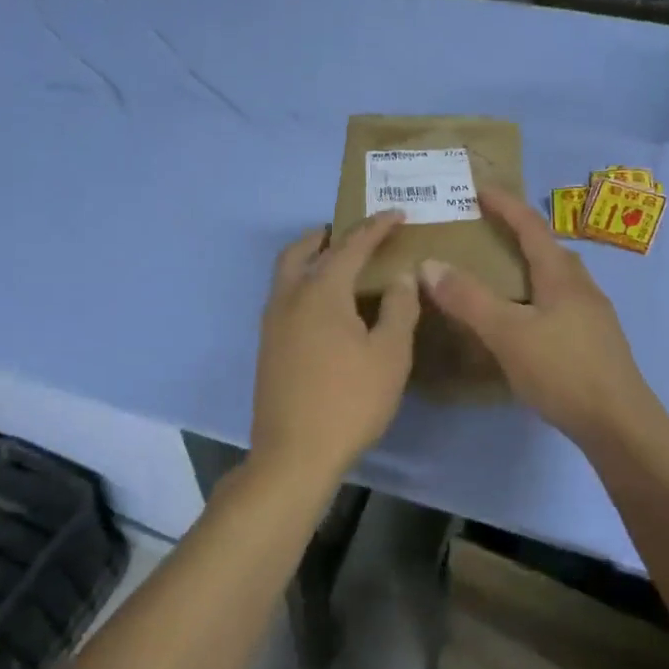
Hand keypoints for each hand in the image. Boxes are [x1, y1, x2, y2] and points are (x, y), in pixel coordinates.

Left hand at [251, 212, 419, 481]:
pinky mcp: (267, 348)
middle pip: (301, 251)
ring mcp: (272, 324)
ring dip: (310, 259)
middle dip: (327, 236)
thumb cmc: (350, 401)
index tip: (396, 215)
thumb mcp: (390, 355)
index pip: (351, 246)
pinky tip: (324, 308)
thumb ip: (399, 308)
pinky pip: (284, 298)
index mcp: (320, 292)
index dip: (375, 227)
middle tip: (352, 234)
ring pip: (287, 275)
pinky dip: (303, 285)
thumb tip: (400, 276)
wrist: (295, 454)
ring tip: (338, 265)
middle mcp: (288, 298)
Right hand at [420, 188, 655, 445]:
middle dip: (518, 233)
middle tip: (486, 231)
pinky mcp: (594, 342)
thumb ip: (468, 299)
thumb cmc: (563, 371)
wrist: (619, 424)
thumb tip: (429, 264)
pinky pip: (559, 303)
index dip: (505, 204)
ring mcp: (592, 316)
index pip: (530, 226)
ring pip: (556, 278)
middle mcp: (581, 287)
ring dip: (529, 267)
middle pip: (548, 249)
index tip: (479, 188)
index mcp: (561, 276)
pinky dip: (535, 297)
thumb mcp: (508, 333)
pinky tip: (523, 321)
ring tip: (499, 275)